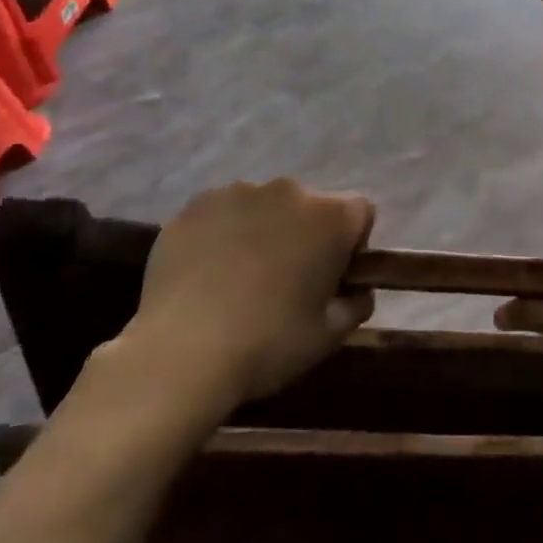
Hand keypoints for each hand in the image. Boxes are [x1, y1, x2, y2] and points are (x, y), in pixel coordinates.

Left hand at [113, 179, 375, 410]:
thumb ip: (355, 304)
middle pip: (310, 206)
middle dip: (305, 234)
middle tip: (287, 281)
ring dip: (264, 231)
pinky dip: (223, 234)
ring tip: (241, 278)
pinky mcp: (196, 205)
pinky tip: (208, 274)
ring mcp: (238, 192)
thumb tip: (356, 291)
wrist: (182, 351)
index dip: (352, 245)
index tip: (333, 278)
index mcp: (331, 217)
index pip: (360, 213)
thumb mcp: (329, 336)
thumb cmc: (269, 343)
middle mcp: (289, 190)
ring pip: (264, 207)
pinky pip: (223, 213)